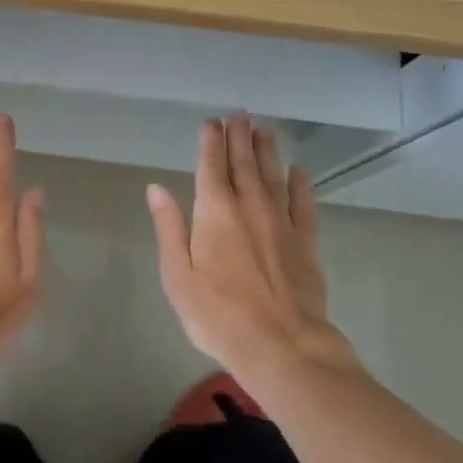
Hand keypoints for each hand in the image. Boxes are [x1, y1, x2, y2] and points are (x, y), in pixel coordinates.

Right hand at [147, 114, 359, 384]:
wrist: (283, 347)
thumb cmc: (219, 315)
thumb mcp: (179, 276)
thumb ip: (169, 228)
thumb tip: (156, 188)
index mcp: (215, 212)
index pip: (211, 165)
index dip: (211, 141)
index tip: (212, 122)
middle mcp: (249, 206)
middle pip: (244, 163)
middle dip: (239, 137)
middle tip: (240, 115)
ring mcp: (281, 222)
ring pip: (273, 176)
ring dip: (267, 151)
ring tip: (264, 130)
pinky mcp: (306, 242)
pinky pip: (303, 204)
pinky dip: (301, 185)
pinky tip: (299, 171)